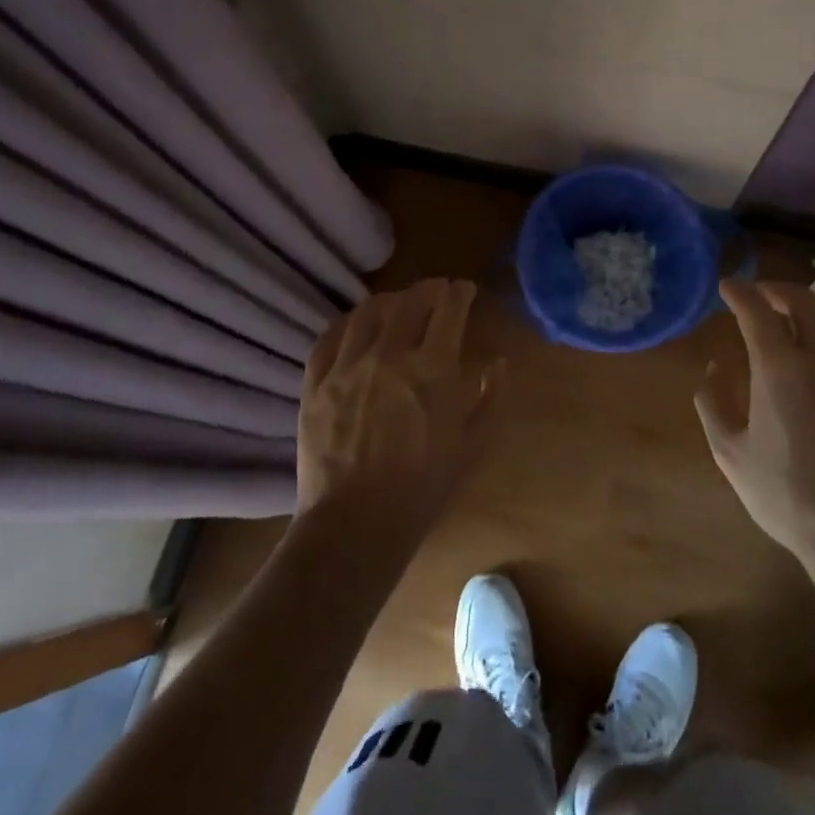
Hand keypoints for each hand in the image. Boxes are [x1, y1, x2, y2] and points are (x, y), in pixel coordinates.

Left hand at [296, 279, 501, 550]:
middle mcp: (390, 354)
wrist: (355, 525)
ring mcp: (347, 366)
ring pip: (368, 312)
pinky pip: (329, 337)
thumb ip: (492, 400)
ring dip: (390, 300)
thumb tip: (499, 364)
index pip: (449, 308)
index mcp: (433, 368)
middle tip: (437, 291)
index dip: (460, 292)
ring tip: (398, 304)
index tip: (465, 290)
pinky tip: (356, 326)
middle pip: (410, 300)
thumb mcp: (472, 447)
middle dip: (429, 288)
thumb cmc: (422, 489)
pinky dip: (348, 323)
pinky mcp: (315, 383)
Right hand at [697, 280, 814, 573]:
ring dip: (810, 304)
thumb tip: (714, 366)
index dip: (739, 292)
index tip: (727, 287)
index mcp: (780, 369)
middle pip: (802, 301)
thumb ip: (712, 402)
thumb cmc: (788, 497)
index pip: (756, 310)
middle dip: (775, 289)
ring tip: (794, 310)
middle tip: (759, 293)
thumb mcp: (730, 454)